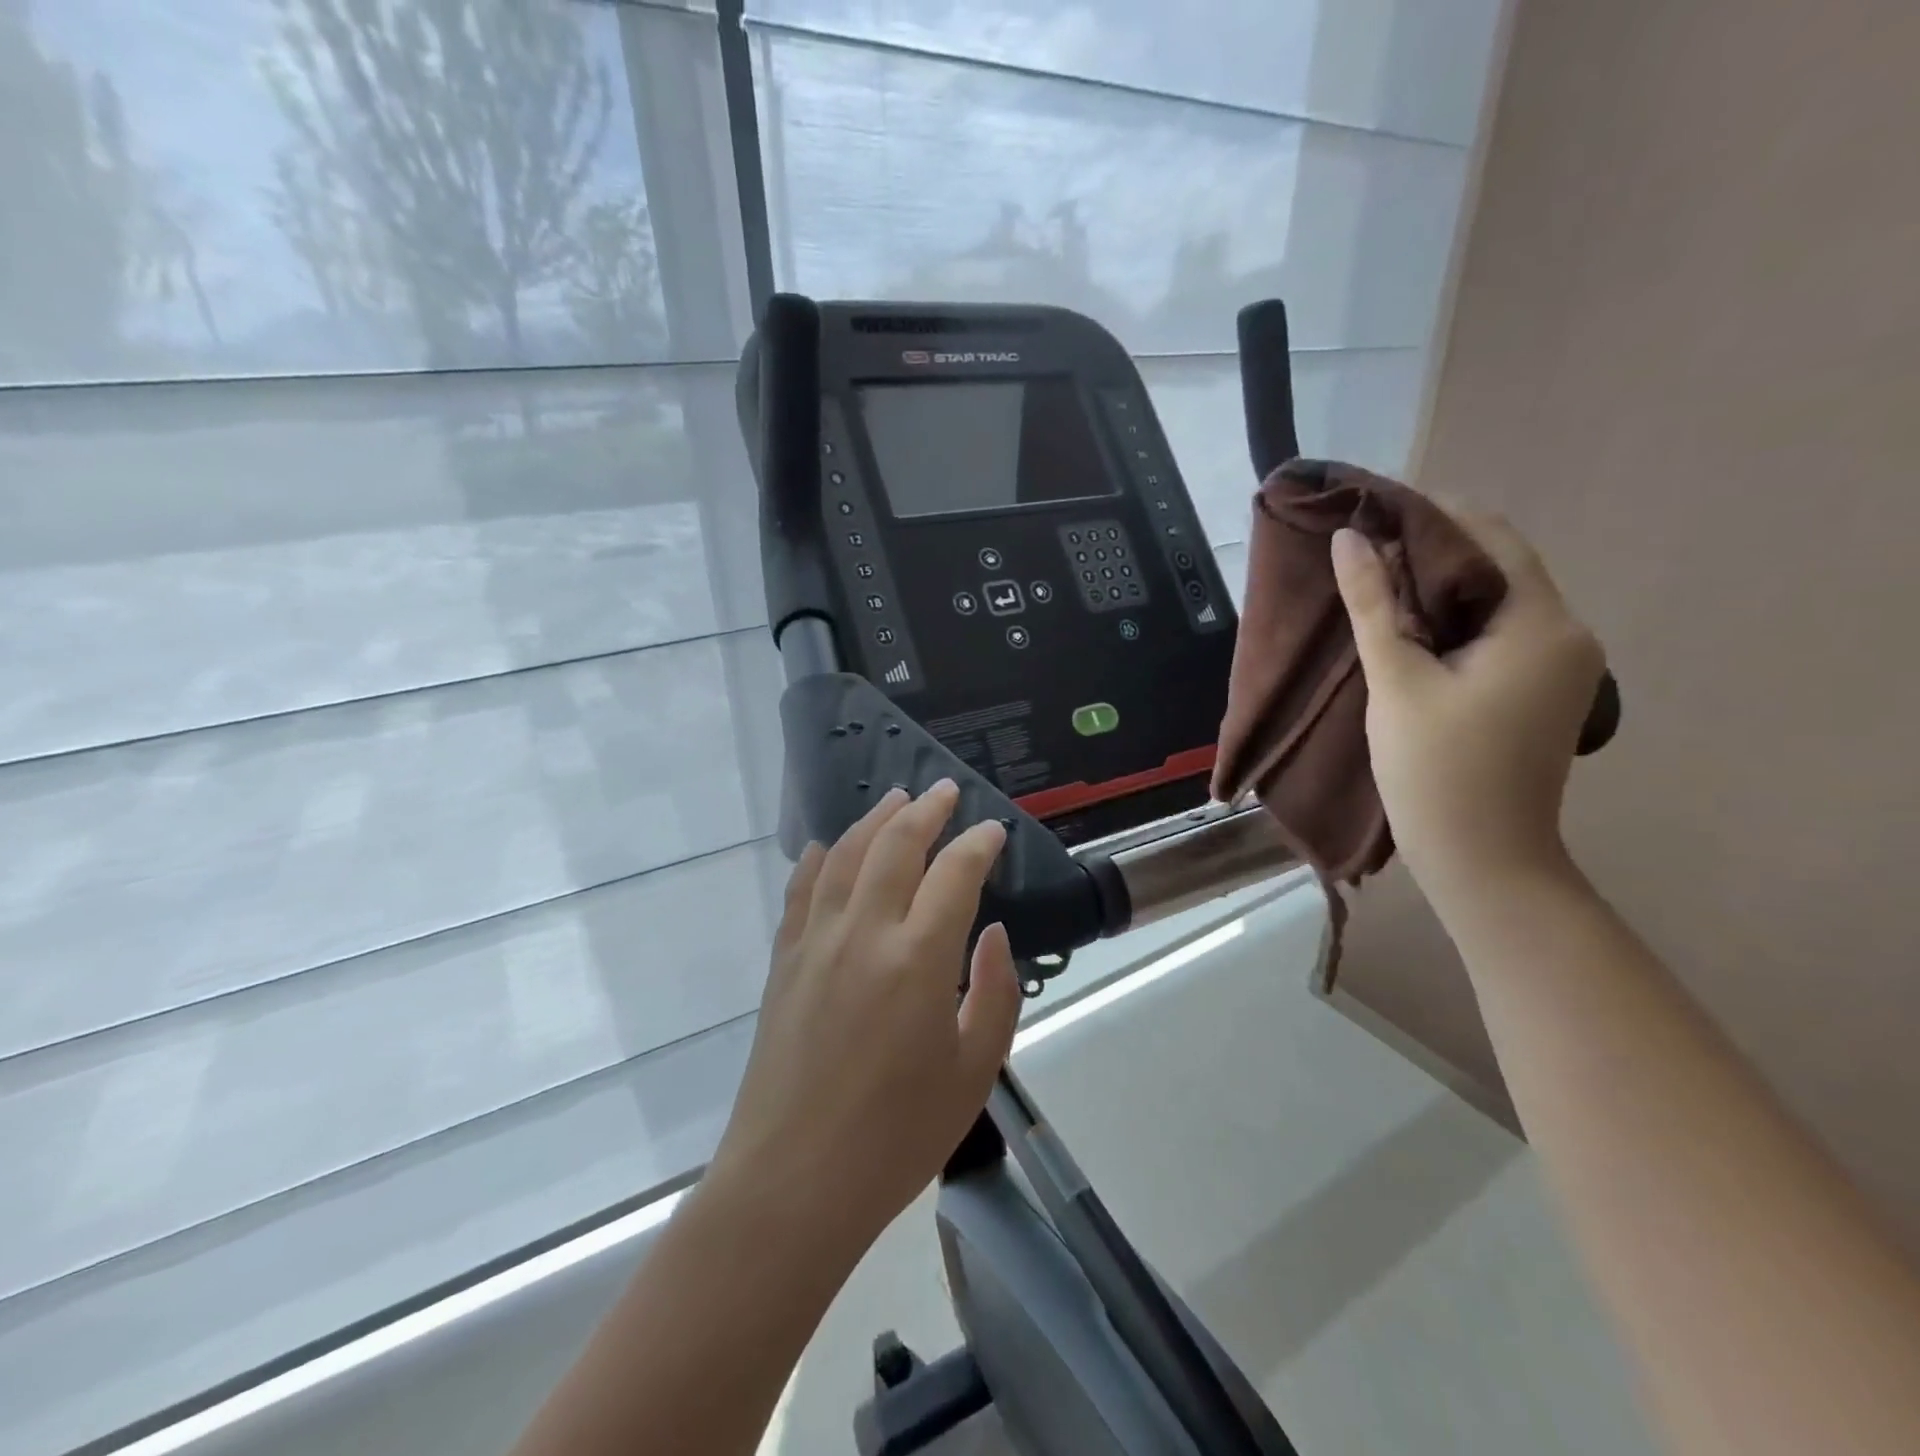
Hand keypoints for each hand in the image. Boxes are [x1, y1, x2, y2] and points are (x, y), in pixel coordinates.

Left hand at [710, 781, 1021, 1246]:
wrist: (794, 1182)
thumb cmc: (897, 1136)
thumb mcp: (974, 1072)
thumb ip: (995, 993)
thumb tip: (990, 932)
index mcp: (919, 958)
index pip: (955, 873)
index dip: (978, 843)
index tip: (993, 830)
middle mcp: (865, 933)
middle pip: (895, 845)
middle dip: (925, 810)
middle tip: (944, 790)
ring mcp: (816, 942)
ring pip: (845, 855)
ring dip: (873, 820)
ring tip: (894, 799)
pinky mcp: (784, 961)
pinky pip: (801, 891)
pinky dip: (817, 859)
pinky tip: (825, 846)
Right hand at [1331, 508, 1605, 916]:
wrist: (1481, 858)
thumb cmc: (1435, 769)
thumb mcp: (1396, 680)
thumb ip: (1373, 604)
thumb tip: (1348, 538)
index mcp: (1543, 624)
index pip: (1489, 540)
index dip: (1430, 517)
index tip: (1371, 512)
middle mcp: (1567, 633)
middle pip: (1496, 567)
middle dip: (1430, 553)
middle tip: (1363, 549)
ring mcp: (1561, 665)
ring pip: (1495, 601)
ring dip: (1438, 589)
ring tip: (1373, 584)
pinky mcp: (1542, 690)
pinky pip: (1497, 633)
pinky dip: (1453, 622)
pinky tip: (1407, 629)